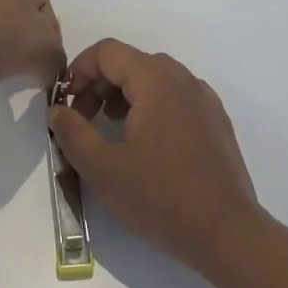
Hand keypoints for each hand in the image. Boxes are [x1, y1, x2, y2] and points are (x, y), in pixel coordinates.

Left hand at [0, 0, 64, 98]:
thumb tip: (51, 66)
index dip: (49, 33)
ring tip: (1, 65)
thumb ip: (57, 56)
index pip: (42, 1)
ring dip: (1, 40)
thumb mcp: (44, 49)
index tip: (45, 58)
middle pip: (17, 7)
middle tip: (27, 63)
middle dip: (24, 35)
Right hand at [48, 39, 260, 275]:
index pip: (107, 51)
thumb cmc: (161, 198)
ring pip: (154, 79)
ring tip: (110, 132)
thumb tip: (57, 110)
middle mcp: (182, 78)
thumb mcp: (103, 169)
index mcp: (156, 79)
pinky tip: (146, 145)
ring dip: (124, 96)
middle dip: (99, 85)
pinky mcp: (216, 122)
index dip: (79, 70)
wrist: (229, 235)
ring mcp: (204, 99)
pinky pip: (175, 98)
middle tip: (83, 121)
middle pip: (130, 62)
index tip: (65, 103)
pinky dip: (151, 107)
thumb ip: (73, 132)